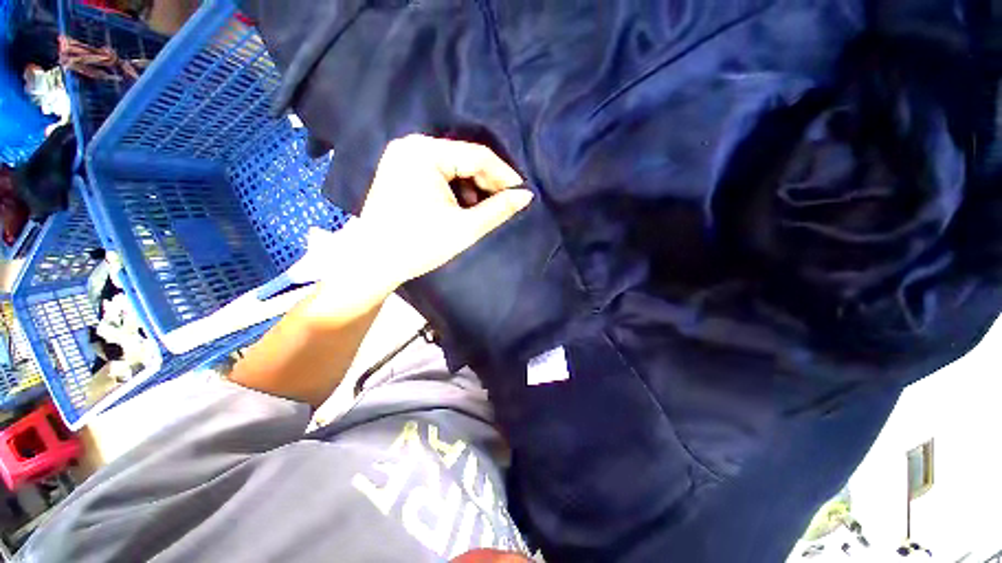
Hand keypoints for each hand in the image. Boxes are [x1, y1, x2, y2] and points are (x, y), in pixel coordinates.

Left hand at [359, 134, 532, 284]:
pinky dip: (455, 187)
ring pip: (452, 165)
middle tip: (505, 201)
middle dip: (487, 181)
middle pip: (463, 158)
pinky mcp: (400, 169)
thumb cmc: (419, 245)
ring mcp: (403, 156)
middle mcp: (412, 145)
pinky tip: (461, 205)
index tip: (522, 191)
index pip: (476, 155)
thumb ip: (498, 209)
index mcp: (424, 153)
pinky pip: (438, 171)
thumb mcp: (464, 228)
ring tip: (482, 208)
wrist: (374, 262)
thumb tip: (527, 196)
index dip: (503, 174)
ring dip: (472, 185)